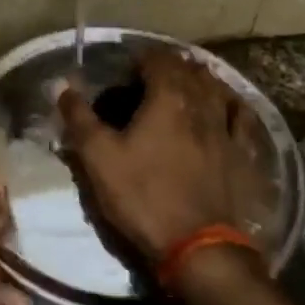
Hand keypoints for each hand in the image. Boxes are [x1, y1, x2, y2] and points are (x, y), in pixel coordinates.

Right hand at [57, 48, 271, 268]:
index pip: (157, 60)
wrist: (198, 245)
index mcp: (167, 99)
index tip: (126, 68)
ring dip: (200, 78)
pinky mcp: (243, 154)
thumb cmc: (143, 196)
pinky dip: (233, 104)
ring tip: (188, 81)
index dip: (141, 58)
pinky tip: (230, 105)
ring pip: (217, 89)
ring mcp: (226, 129)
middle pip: (189, 70)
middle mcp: (201, 104)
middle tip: (152, 74)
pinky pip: (243, 118)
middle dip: (170, 66)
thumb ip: (79, 118)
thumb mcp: (99, 159)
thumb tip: (61, 84)